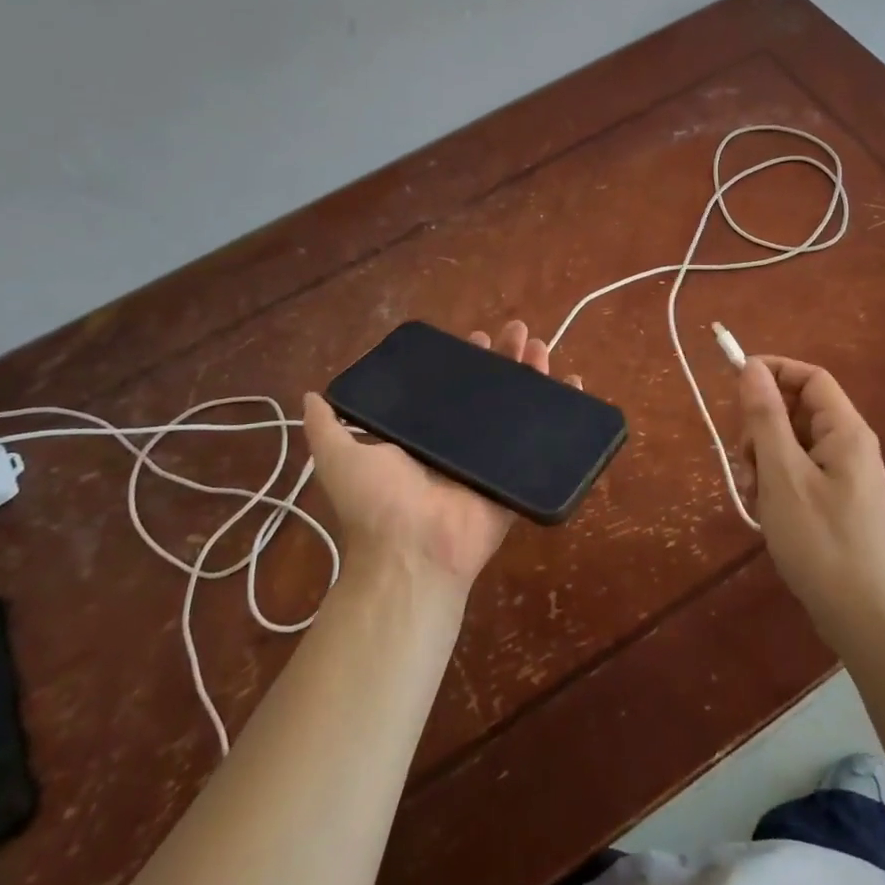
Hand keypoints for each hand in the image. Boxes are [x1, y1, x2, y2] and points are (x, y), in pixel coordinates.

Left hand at [302, 320, 578, 593]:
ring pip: (520, 409)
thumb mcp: (338, 457)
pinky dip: (564, 413)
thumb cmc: (377, 503)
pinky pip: (545, 444)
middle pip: (491, 391)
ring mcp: (492, 461)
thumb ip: (326, 426)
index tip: (476, 337)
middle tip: (520, 331)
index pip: (450, 387)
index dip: (464, 361)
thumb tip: (310, 394)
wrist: (413, 554)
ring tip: (543, 347)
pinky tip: (574, 383)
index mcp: (425, 435)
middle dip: (506, 359)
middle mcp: (460, 444)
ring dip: (533, 375)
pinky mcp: (517, 478)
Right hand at [739, 355, 884, 646]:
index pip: (810, 377)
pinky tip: (763, 508)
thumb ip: (766, 417)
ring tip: (752, 492)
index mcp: (846, 431)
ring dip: (764, 458)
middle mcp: (850, 445)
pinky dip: (776, 480)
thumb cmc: (819, 540)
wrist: (859, 614)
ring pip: (793, 442)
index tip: (735, 385)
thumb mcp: (782, 474)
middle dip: (762, 426)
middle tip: (744, 460)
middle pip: (798, 410)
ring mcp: (845, 475)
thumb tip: (752, 367)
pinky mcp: (837, 500)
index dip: (773, 372)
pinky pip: (799, 470)